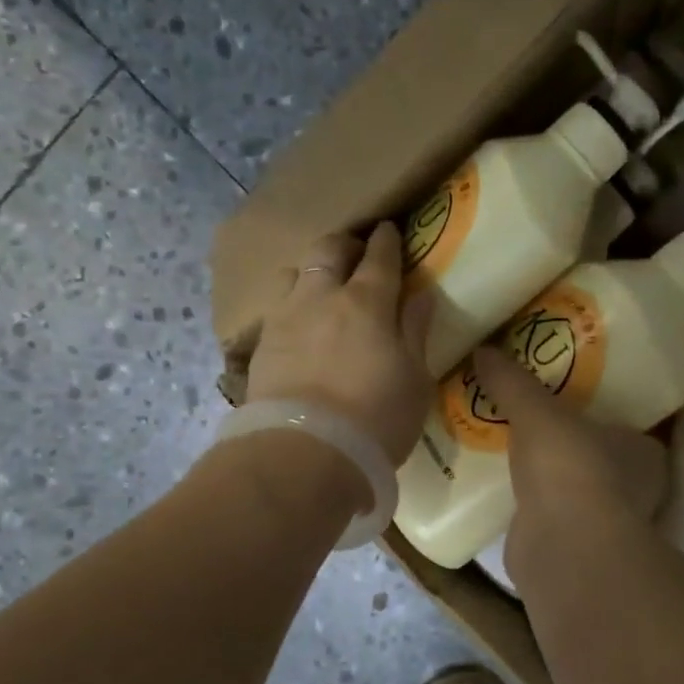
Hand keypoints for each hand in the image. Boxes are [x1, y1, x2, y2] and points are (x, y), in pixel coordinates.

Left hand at [246, 223, 434, 465]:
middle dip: (346, 244)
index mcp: (367, 302)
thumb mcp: (415, 379)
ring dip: (312, 272)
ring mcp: (285, 318)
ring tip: (322, 288)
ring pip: (295, 272)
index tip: (390, 230)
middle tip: (357, 253)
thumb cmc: (376, 419)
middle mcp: (322, 297)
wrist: (304, 453)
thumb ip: (416, 332)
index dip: (387, 240)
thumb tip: (421, 296)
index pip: (380, 257)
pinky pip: (276, 307)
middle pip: (329, 250)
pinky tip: (300, 324)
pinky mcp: (261, 344)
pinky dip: (292, 304)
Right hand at [470, 345, 666, 583]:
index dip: (597, 411)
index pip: (625, 425)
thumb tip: (483, 349)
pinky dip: (530, 504)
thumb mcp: (536, 410)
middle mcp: (635, 490)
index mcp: (645, 452)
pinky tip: (502, 488)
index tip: (564, 398)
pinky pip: (549, 514)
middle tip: (529, 419)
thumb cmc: (569, 466)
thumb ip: (512, 381)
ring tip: (508, 449)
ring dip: (547, 476)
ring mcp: (605, 523)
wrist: (561, 546)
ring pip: (573, 489)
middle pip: (597, 457)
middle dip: (567, 444)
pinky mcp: (572, 547)